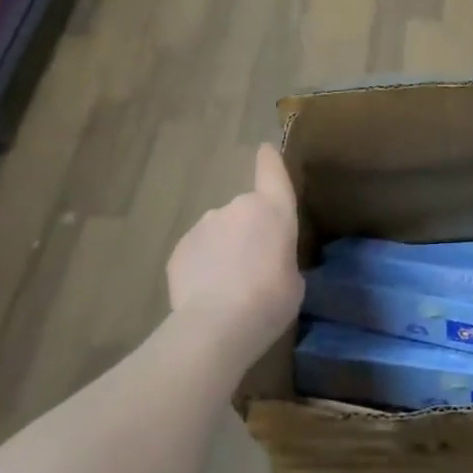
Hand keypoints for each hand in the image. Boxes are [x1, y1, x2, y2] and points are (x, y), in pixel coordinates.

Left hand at [166, 144, 303, 366]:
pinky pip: (197, 253)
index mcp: (273, 209)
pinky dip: (202, 267)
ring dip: (224, 250)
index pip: (272, 172)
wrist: (217, 324)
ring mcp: (204, 225)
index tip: (264, 149)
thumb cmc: (270, 300)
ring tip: (228, 288)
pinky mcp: (179, 248)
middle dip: (247, 232)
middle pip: (245, 212)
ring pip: (218, 232)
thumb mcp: (293, 280)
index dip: (269, 160)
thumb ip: (281, 258)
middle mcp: (237, 207)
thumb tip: (267, 260)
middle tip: (253, 268)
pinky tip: (206, 295)